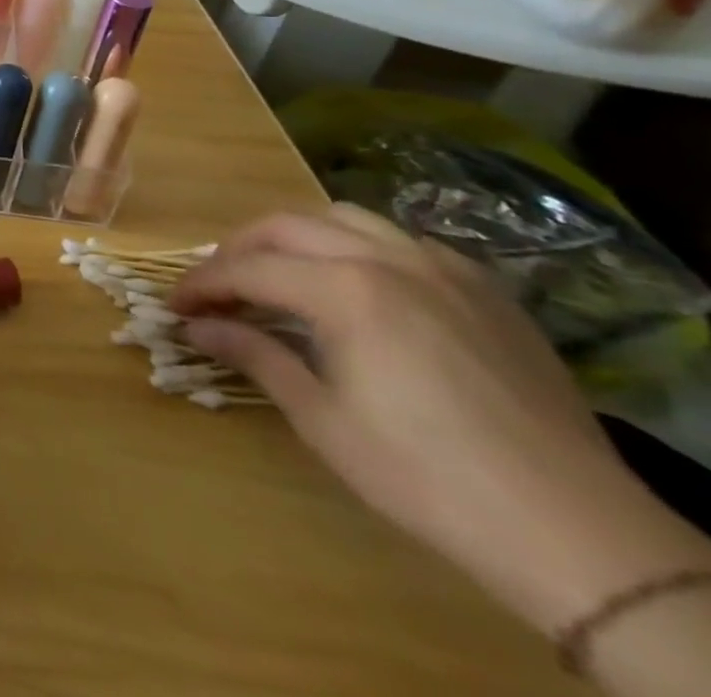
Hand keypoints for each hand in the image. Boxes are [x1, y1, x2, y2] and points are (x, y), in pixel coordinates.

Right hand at [170, 205, 703, 635]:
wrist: (576, 533)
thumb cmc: (427, 478)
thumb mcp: (323, 421)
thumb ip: (255, 356)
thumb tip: (197, 328)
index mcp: (345, 290)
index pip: (247, 268)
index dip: (202, 285)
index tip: (175, 306)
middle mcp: (387, 259)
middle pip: (287, 226)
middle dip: (239, 250)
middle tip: (216, 286)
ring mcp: (442, 268)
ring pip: (344, 218)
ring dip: (297, 238)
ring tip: (279, 272)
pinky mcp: (483, 290)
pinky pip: (402, 242)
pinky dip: (359, 248)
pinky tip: (358, 285)